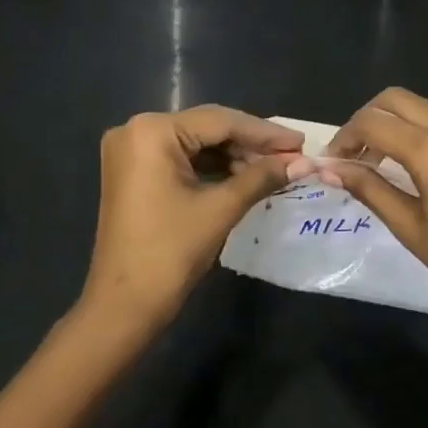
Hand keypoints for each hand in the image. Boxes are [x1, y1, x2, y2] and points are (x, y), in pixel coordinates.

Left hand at [83, 105, 303, 327]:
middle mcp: (137, 130)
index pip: (220, 121)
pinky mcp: (134, 171)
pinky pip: (181, 159)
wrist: (123, 306)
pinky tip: (245, 177)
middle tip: (293, 155)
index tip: (301, 142)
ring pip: (196, 143)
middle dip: (251, 144)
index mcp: (152, 131)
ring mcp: (131, 151)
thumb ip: (262, 177)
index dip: (265, 132)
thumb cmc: (171, 252)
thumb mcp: (220, 209)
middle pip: (207, 128)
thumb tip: (303, 162)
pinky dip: (213, 167)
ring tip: (276, 169)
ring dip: (235, 156)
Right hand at [318, 88, 427, 329]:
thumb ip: (369, 188)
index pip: (373, 123)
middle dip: (368, 120)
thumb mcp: (409, 227)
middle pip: (397, 100)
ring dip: (396, 125)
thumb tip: (328, 168)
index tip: (332, 162)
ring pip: (424, 108)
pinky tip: (420, 167)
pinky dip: (425, 133)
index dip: (345, 137)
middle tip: (353, 155)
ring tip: (381, 162)